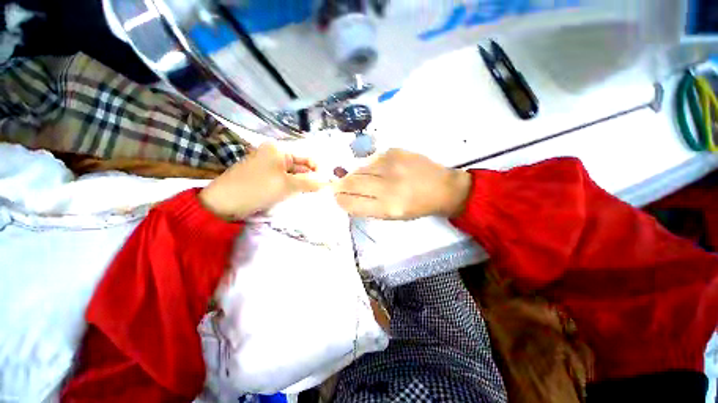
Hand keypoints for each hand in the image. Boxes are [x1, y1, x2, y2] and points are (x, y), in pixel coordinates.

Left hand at [199, 143, 325, 219]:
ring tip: (305, 196)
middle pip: (300, 166)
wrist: (223, 203)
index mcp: (279, 149)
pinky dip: (291, 188)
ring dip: (300, 185)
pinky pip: (284, 180)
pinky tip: (294, 196)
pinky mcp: (265, 177)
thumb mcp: (287, 185)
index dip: (317, 171)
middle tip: (316, 193)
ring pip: (293, 175)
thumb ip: (309, 183)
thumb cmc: (257, 188)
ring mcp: (268, 166)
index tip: (324, 186)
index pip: (307, 158)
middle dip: (309, 179)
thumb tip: (326, 183)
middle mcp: (274, 154)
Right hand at [334, 149, 471, 219]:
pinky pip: (370, 159)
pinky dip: (368, 167)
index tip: (337, 197)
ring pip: (358, 169)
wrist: (442, 187)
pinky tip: (377, 171)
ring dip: (355, 175)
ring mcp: (391, 165)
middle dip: (340, 186)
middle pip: (350, 183)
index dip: (340, 200)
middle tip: (339, 186)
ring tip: (362, 180)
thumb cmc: (416, 207)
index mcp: (387, 207)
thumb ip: (366, 207)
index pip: (351, 203)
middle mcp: (387, 185)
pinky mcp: (394, 151)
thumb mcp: (392, 216)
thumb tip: (344, 197)